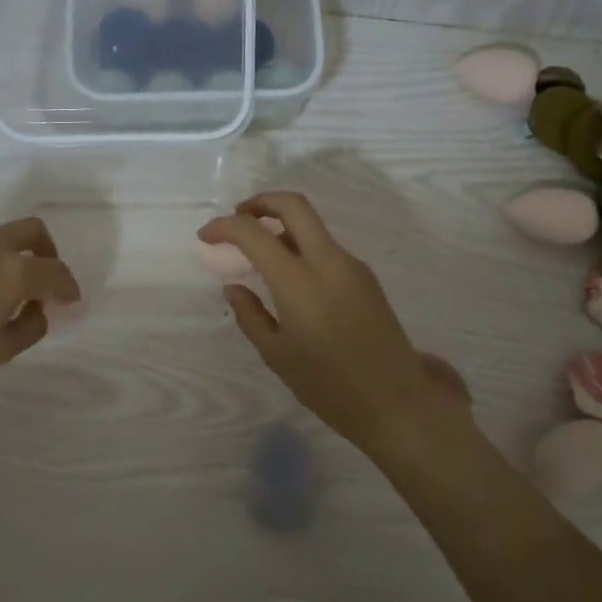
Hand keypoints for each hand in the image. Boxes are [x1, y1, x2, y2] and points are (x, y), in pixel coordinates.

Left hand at [0, 205, 79, 382]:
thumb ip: (31, 328)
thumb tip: (37, 308)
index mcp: (17, 273)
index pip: (56, 274)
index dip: (68, 287)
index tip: (69, 300)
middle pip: (35, 234)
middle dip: (48, 254)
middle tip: (44, 276)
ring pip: (2, 226)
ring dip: (14, 244)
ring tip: (5, 264)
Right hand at [198, 192, 467, 454]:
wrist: (395, 399)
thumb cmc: (328, 384)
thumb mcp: (276, 354)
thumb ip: (249, 315)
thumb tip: (234, 287)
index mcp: (298, 281)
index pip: (253, 233)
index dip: (224, 226)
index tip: (206, 236)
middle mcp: (327, 261)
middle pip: (293, 205)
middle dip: (260, 203)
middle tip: (237, 219)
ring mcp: (351, 265)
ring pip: (312, 224)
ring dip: (282, 224)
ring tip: (259, 251)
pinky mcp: (365, 276)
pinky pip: (326, 247)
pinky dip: (301, 245)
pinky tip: (290, 275)